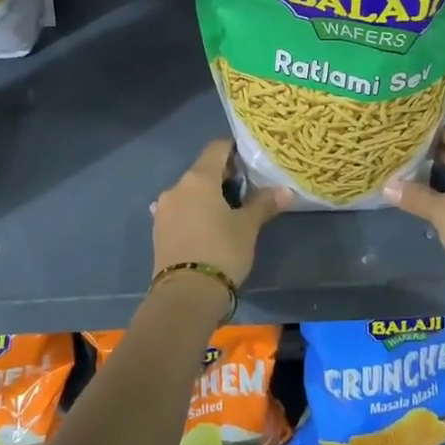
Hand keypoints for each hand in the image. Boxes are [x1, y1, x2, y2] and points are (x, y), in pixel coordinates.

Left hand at [151, 140, 289, 287]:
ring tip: (228, 212)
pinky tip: (207, 227)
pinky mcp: (158, 230)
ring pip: (190, 192)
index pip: (217, 148)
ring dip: (207, 196)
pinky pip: (180, 211)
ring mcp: (163, 209)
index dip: (234, 150)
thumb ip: (264, 204)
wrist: (185, 295)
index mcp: (198, 178)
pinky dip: (194, 212)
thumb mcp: (247, 227)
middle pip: (202, 170)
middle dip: (224, 176)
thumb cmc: (221, 251)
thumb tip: (286, 190)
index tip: (251, 162)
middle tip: (246, 190)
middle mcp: (176, 187)